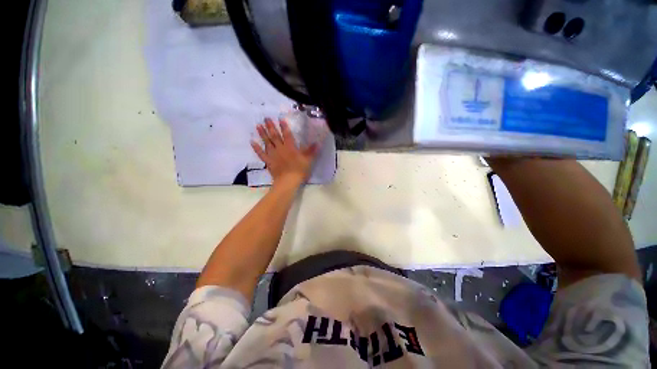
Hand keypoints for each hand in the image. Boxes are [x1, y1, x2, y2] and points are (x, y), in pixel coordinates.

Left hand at [251, 118, 318, 185]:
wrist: (288, 181)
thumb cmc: (299, 170)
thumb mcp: (308, 160)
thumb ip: (311, 151)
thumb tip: (317, 143)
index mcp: (290, 147)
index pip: (287, 135)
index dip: (284, 127)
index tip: (280, 119)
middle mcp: (280, 149)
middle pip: (275, 136)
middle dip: (271, 127)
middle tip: (266, 118)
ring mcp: (273, 155)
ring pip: (267, 142)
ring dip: (262, 134)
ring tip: (258, 126)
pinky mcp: (268, 161)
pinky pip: (261, 154)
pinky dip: (256, 148)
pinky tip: (252, 142)